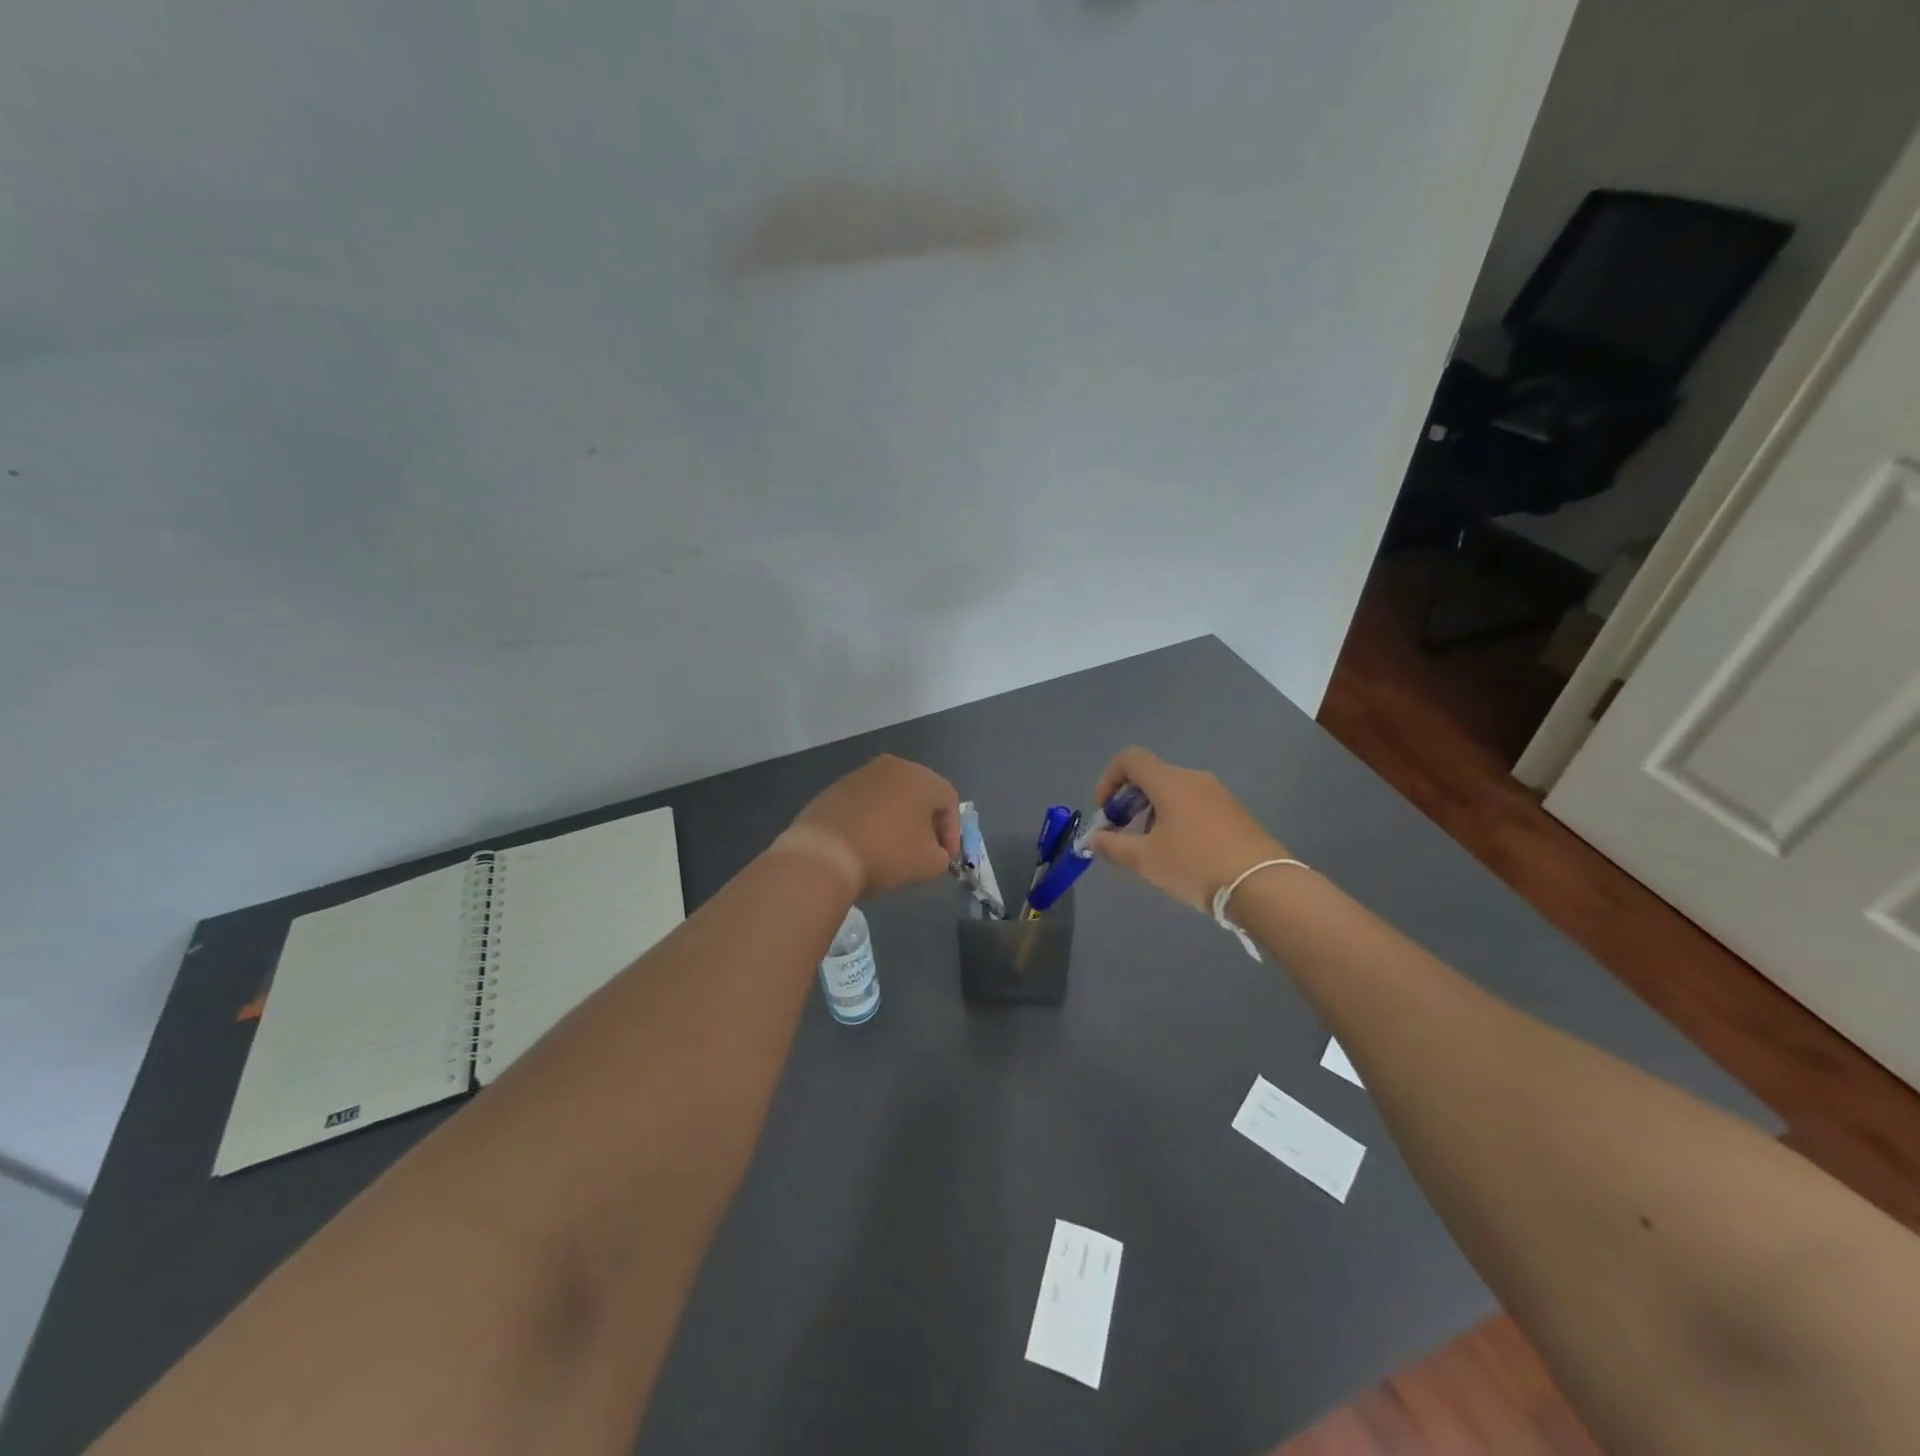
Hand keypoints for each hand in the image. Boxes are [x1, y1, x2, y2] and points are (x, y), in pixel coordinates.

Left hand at [781, 754, 962, 898]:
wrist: (823, 854)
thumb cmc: (886, 853)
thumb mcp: (929, 864)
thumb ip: (942, 855)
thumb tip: (934, 852)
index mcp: (920, 777)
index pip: (949, 800)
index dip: (952, 831)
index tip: (945, 858)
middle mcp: (892, 766)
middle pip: (920, 793)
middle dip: (926, 822)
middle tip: (924, 850)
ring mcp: (860, 775)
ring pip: (891, 796)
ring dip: (898, 819)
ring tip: (893, 848)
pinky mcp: (835, 788)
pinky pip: (865, 803)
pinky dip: (872, 820)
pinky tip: (866, 844)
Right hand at [1086, 747, 1288, 911]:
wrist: (1263, 885)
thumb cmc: (1195, 865)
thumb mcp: (1145, 860)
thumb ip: (1112, 846)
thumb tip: (1093, 839)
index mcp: (1169, 781)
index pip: (1130, 759)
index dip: (1108, 780)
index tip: (1106, 812)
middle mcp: (1193, 779)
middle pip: (1150, 776)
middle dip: (1127, 802)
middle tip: (1122, 835)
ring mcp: (1217, 795)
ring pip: (1172, 792)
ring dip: (1150, 813)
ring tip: (1149, 850)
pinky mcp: (1233, 813)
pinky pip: (1192, 805)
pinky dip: (1174, 819)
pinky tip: (1179, 854)